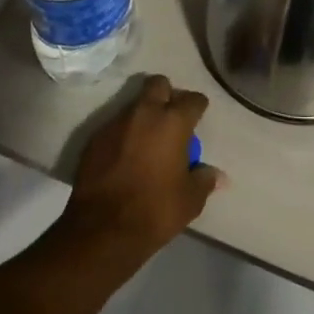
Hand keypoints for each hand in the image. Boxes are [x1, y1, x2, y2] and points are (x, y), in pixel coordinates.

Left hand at [59, 75, 222, 262]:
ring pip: (134, 105)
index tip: (198, 119)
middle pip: (158, 84)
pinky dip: (123, 135)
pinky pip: (115, 126)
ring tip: (147, 141)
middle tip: (171, 119)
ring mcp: (116, 122)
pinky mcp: (95, 137)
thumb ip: (205, 180)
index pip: (193, 99)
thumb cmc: (154, 210)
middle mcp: (144, 113)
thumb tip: (219, 175)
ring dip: (143, 116)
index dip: (198, 107)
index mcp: (173, 122)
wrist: (101, 228)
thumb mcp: (190, 200)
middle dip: (167, 95)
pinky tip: (125, 156)